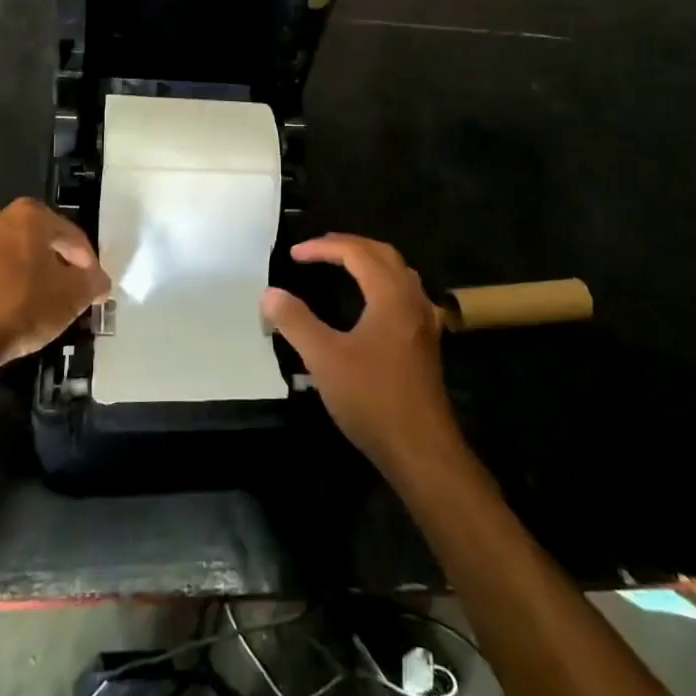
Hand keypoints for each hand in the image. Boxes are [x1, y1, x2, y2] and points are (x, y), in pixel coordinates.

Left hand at [0, 199, 108, 375]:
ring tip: (44, 306)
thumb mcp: (72, 297)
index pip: (73, 236)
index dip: (89, 264)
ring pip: (16, 257)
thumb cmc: (21, 306)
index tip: (94, 288)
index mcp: (30, 215)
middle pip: (42, 242)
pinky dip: (8, 287)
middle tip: (71, 294)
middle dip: (59, 266)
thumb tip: (99, 281)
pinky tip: (15, 311)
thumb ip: (93, 283)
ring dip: (32, 276)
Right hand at [261, 235, 463, 478]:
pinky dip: (382, 284)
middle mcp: (412, 300)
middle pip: (382, 254)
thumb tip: (270, 294)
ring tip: (341, 266)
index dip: (323, 247)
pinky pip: (405, 295)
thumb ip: (296, 321)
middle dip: (348, 246)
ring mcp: (424, 322)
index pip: (356, 252)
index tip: (294, 254)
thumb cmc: (372, 398)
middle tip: (316, 250)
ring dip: (369, 262)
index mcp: (390, 295)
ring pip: (398, 273)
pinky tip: (373, 303)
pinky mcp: (425, 343)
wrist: (421, 449)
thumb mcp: (324, 358)